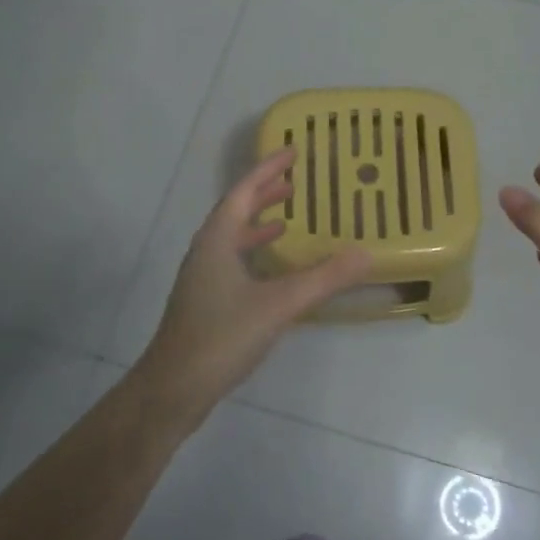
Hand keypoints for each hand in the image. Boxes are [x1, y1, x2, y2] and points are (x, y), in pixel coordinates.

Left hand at [136, 148, 369, 416]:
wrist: (173, 388)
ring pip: (232, 237)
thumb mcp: (280, 305)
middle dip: (263, 193)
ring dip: (258, 222)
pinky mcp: (205, 301)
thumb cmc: (222, 336)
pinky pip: (233, 260)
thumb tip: (366, 253)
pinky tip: (272, 271)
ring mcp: (203, 278)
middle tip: (294, 182)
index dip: (268, 169)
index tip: (292, 150)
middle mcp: (206, 251)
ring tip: (287, 218)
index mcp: (217, 240)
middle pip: (235, 210)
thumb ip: (324, 278)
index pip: (243, 191)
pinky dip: (254, 252)